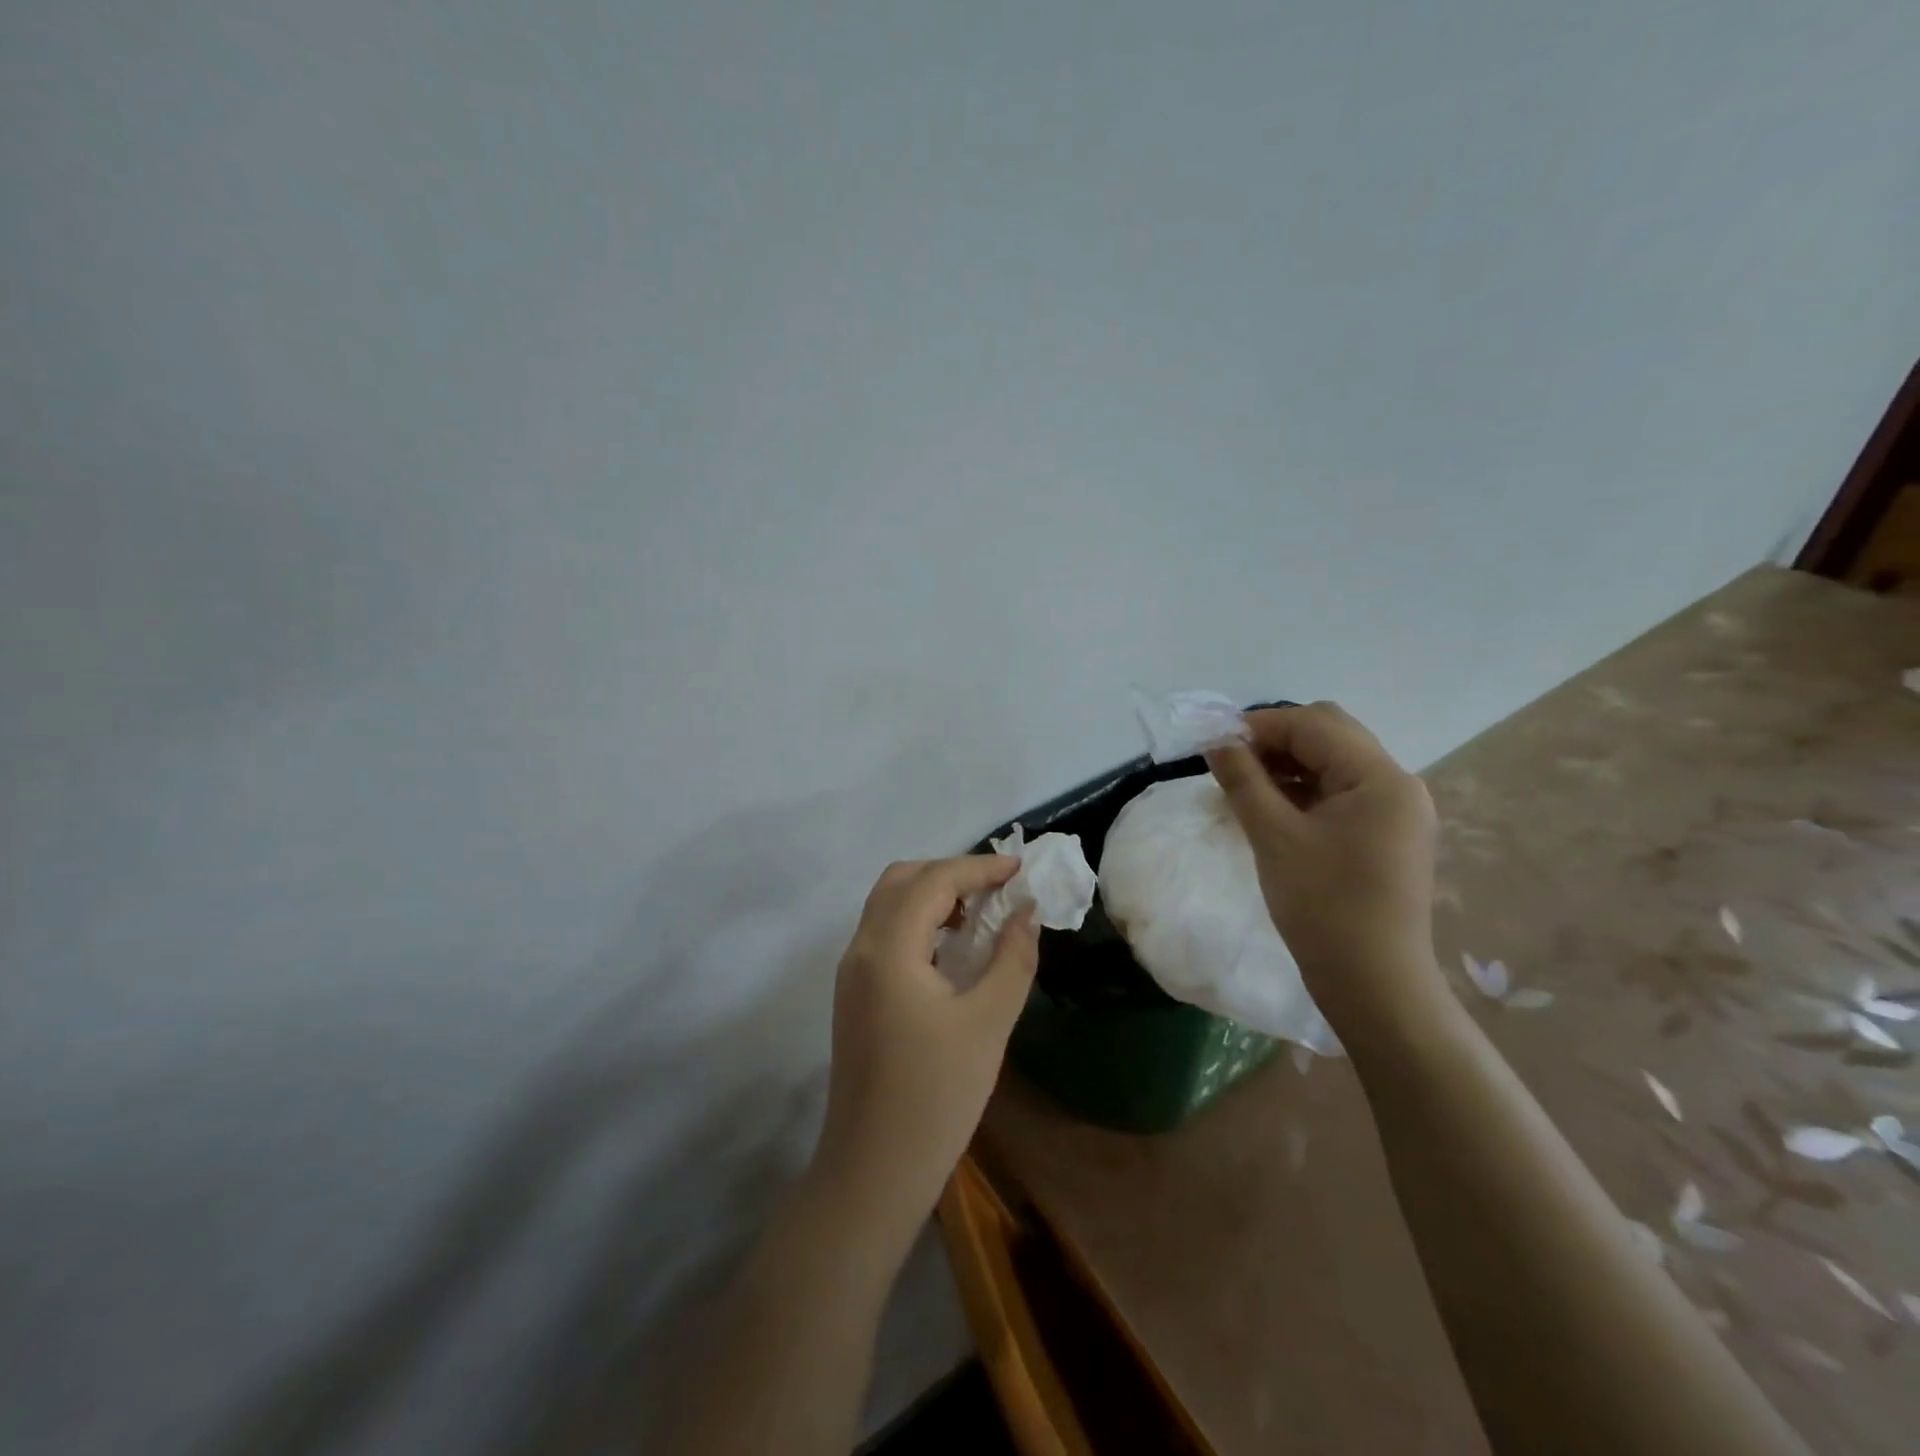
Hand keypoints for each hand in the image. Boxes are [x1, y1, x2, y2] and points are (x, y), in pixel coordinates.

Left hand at [812, 855, 1039, 1244]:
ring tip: (981, 912)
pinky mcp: (854, 995)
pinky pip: (885, 933)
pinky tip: (952, 947)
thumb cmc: (936, 1096)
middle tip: (997, 888)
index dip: (979, 867)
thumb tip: (1026, 913)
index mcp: (887, 949)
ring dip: (932, 895)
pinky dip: (918, 921)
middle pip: (901, 880)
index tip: (1020, 869)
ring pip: (888, 905)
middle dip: (950, 873)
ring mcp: (851, 973)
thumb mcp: (988, 1023)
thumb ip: (1012, 958)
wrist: (873, 1170)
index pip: (933, 881)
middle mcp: (860, 949)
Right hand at [1206, 702, 1441, 1033]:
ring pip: (1334, 762)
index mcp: (1379, 777)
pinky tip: (1272, 807)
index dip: (1259, 725)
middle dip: (1275, 739)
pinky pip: (1342, 792)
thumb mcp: (1274, 837)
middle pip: (1330, 734)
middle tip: (1231, 762)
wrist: (1373, 983)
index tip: (1214, 743)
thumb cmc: (1322, 906)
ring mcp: (1397, 809)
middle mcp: (1397, 783)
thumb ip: (1243, 780)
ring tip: (1245, 785)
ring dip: (1289, 763)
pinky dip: (1305, 789)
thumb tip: (1216, 742)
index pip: (1313, 724)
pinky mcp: (1388, 833)